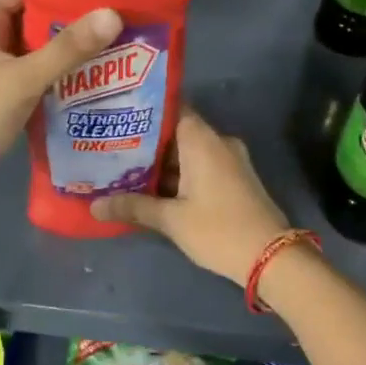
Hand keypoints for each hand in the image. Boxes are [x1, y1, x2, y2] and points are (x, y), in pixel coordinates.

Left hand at [0, 0, 120, 205]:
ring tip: (123, 36)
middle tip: (126, 8)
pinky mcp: (7, 89)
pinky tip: (101, 72)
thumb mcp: (22, 81)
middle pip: (39, 10)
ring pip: (43, 42)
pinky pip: (42, 68)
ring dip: (76, 42)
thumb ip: (68, 49)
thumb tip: (114, 15)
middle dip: (79, 10)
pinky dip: (67, 69)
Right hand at [90, 109, 289, 284]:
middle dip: (146, 142)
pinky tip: (152, 189)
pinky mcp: (234, 179)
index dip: (144, 111)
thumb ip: (133, 207)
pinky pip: (201, 167)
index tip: (116, 115)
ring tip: (122, 169)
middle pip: (177, 131)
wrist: (271, 256)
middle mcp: (218, 142)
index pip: (171, 108)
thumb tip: (94, 205)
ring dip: (161, 163)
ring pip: (189, 152)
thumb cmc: (218, 229)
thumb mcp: (171, 220)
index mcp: (203, 140)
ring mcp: (230, 161)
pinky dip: (179, 175)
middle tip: (109, 147)